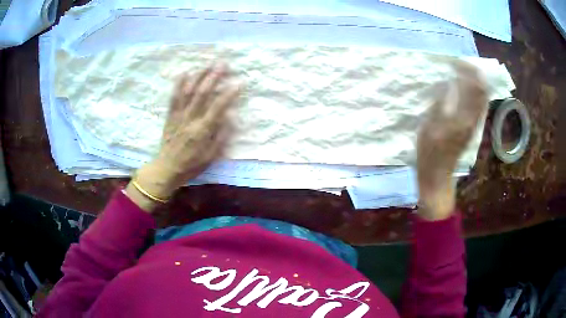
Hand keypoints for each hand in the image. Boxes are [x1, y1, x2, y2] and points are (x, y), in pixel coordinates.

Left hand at [126, 63, 241, 211]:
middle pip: (202, 93)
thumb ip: (221, 136)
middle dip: (213, 77)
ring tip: (207, 64)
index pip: (218, 107)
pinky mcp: (170, 116)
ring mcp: (179, 116)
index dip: (229, 93)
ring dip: (198, 76)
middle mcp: (190, 119)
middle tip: (223, 64)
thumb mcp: (210, 157)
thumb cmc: (191, 165)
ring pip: (189, 92)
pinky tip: (185, 73)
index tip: (239, 82)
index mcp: (202, 130)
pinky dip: (179, 85)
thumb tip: (231, 116)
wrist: (167, 169)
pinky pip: (174, 98)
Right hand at [417, 61, 487, 220]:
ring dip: (474, 81)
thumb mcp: (429, 127)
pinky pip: (478, 105)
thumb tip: (445, 84)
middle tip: (458, 64)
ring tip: (460, 72)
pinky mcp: (472, 128)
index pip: (474, 85)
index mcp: (464, 117)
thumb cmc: (430, 154)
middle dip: (472, 72)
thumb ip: (439, 103)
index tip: (453, 61)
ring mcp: (474, 124)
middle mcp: (474, 118)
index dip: (466, 69)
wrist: (438, 177)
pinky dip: (473, 92)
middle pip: (482, 89)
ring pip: (482, 96)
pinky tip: (463, 89)